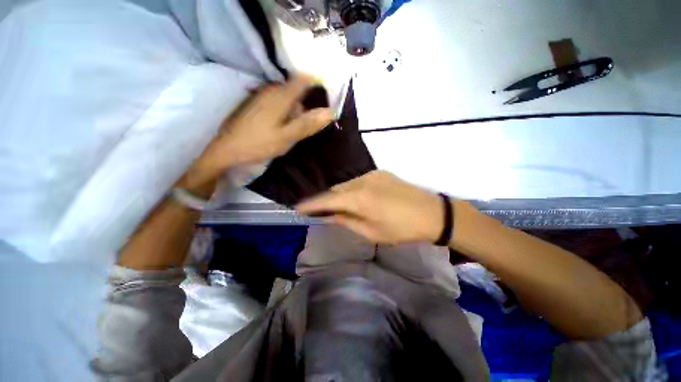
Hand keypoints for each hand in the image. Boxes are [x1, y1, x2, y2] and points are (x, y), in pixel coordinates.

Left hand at [180, 76, 332, 191]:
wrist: (226, 149)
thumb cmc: (258, 143)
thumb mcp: (287, 137)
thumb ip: (307, 124)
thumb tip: (331, 112)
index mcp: (280, 96)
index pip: (304, 80)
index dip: (317, 85)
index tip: (326, 99)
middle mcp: (271, 90)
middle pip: (296, 89)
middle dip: (307, 102)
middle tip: (311, 123)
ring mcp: (262, 95)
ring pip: (287, 96)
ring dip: (296, 108)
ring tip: (297, 128)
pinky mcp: (256, 103)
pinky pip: (277, 101)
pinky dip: (286, 111)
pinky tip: (284, 125)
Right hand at [296, 171, 444, 244]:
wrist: (432, 213)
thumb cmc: (402, 228)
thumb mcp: (372, 232)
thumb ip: (347, 221)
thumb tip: (330, 215)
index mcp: (359, 198)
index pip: (328, 199)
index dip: (311, 204)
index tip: (297, 207)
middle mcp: (362, 180)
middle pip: (336, 189)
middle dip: (325, 199)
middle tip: (316, 209)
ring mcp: (372, 174)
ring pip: (346, 184)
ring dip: (338, 194)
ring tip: (333, 205)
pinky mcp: (380, 173)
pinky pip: (357, 180)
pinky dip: (350, 189)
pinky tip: (352, 197)